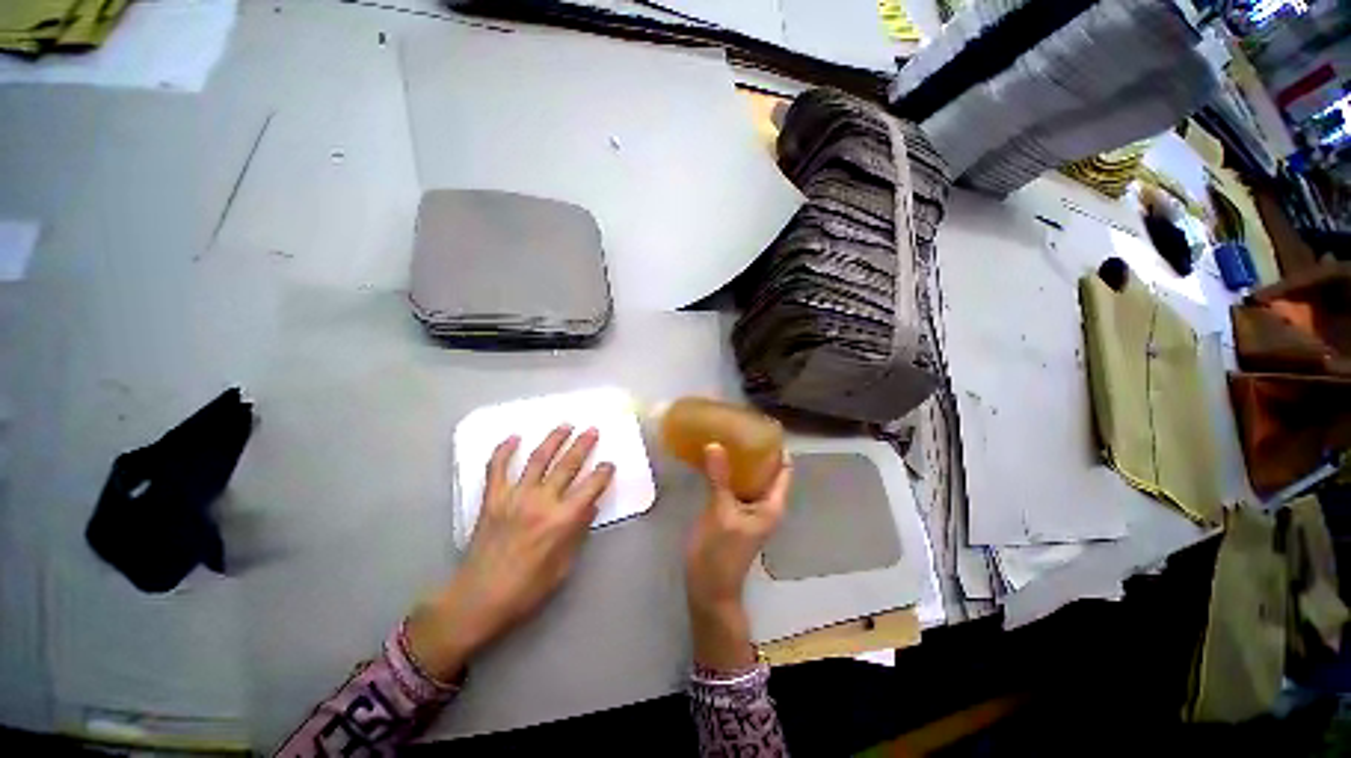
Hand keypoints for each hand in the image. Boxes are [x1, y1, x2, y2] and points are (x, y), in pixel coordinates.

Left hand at [407, 426, 614, 681]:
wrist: (477, 599)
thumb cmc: (525, 589)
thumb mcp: (562, 567)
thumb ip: (578, 532)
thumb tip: (590, 506)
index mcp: (562, 520)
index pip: (591, 487)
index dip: (603, 473)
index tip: (609, 464)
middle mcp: (541, 502)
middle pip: (567, 465)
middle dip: (583, 445)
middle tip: (593, 430)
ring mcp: (514, 497)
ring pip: (538, 459)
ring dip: (554, 439)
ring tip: (566, 425)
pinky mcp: (492, 499)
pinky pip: (497, 468)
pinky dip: (504, 451)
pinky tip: (513, 437)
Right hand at [684, 443, 790, 670]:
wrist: (708, 588)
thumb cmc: (721, 553)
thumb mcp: (720, 512)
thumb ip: (719, 478)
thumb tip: (715, 444)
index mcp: (771, 505)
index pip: (784, 469)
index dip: (778, 448)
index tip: (764, 425)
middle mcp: (764, 504)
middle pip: (766, 470)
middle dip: (756, 449)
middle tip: (740, 425)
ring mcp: (747, 508)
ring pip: (749, 476)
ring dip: (741, 459)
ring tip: (727, 436)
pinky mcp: (732, 511)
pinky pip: (734, 484)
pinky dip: (728, 471)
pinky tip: (714, 459)